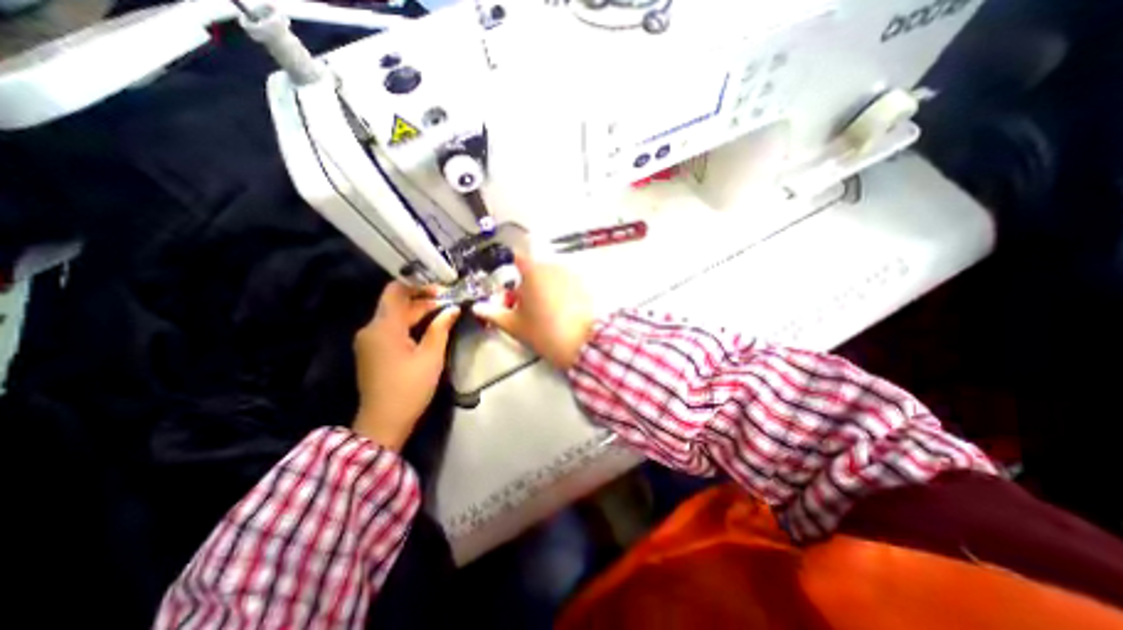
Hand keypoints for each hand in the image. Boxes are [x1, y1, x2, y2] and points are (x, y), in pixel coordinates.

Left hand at [349, 283, 455, 449]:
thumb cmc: (410, 387)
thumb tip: (453, 308)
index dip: (418, 285)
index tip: (442, 289)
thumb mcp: (431, 356)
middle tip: (451, 303)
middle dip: (424, 301)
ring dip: (418, 313)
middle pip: (397, 304)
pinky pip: (391, 329)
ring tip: (444, 314)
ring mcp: (369, 341)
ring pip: (395, 317)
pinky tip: (429, 329)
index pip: (396, 290)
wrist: (384, 421)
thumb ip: (441, 328)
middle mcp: (371, 329)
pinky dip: (410, 325)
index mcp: (384, 327)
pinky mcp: (372, 351)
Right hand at [471, 253, 589, 371]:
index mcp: (533, 271)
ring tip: (541, 311)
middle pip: (533, 269)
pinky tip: (559, 312)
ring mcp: (571, 274)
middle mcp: (553, 266)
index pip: (516, 258)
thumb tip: (477, 308)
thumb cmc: (544, 332)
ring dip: (542, 288)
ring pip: (549, 276)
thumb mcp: (514, 325)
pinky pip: (565, 283)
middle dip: (525, 284)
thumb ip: (493, 313)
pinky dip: (558, 292)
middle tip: (521, 307)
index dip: (508, 267)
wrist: (583, 343)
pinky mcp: (584, 285)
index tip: (506, 280)